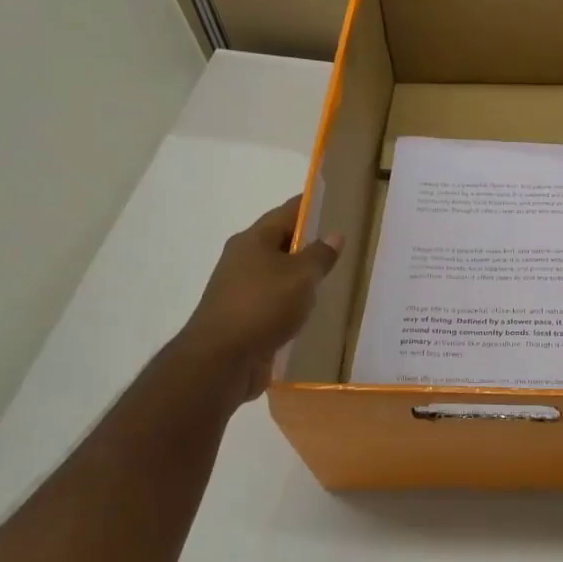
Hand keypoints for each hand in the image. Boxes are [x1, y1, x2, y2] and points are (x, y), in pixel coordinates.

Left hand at [179, 196, 342, 403]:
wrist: (221, 359)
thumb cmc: (262, 306)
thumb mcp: (301, 277)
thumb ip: (320, 255)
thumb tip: (333, 235)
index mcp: (253, 240)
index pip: (287, 213)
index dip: (311, 207)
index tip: (334, 202)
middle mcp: (243, 259)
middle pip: (280, 243)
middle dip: (308, 243)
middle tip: (341, 245)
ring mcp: (240, 289)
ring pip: (277, 274)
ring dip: (300, 276)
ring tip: (331, 279)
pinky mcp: (244, 317)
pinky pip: (274, 301)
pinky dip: (292, 302)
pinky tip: (309, 311)